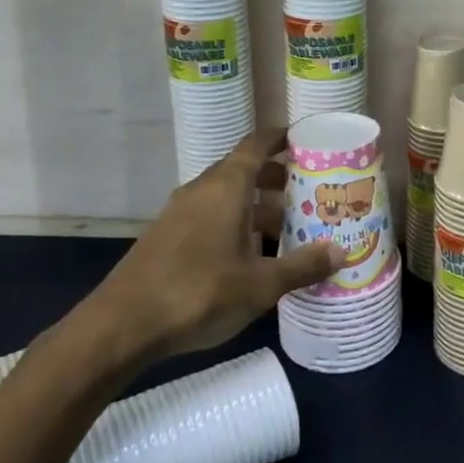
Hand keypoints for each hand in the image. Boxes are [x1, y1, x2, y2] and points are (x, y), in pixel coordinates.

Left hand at [92, 128, 343, 360]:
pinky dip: (235, 222)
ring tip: (289, 227)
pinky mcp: (168, 236)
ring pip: (227, 196)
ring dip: (257, 205)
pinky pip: (210, 215)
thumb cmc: (199, 292)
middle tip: (310, 191)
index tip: (308, 140)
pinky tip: (251, 255)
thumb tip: (341, 251)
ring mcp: (181, 212)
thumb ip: (302, 266)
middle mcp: (203, 189)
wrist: (122, 325)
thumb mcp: (260, 284)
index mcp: (226, 186)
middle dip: (277, 177)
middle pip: (244, 170)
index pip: (257, 144)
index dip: (282, 137)